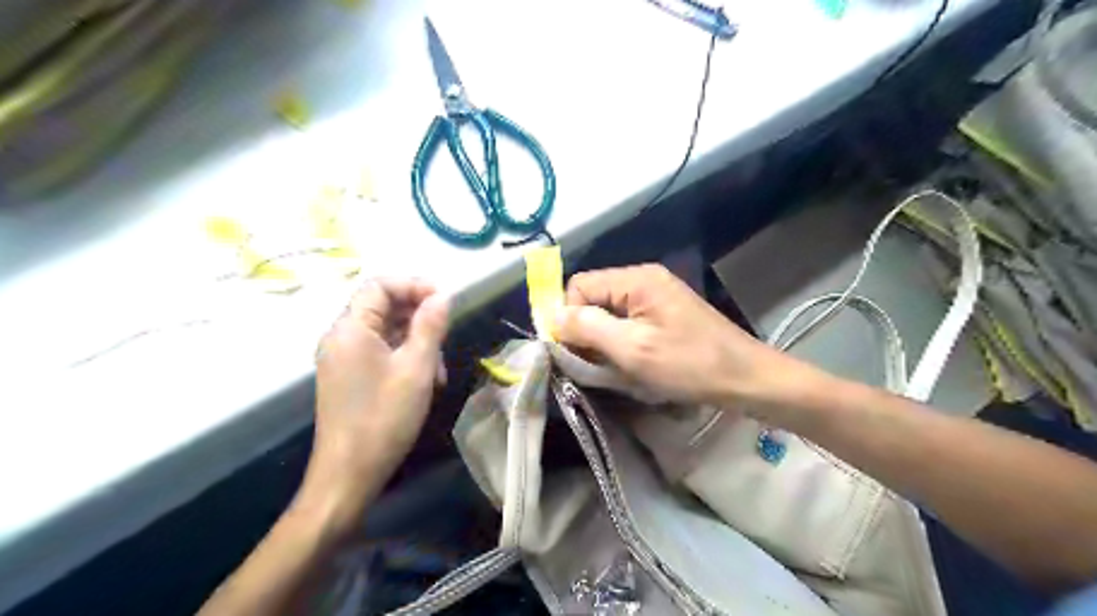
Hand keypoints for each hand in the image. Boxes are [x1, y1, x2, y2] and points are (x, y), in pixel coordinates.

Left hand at [298, 279, 449, 528]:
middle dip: (419, 315)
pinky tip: (424, 379)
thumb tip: (443, 295)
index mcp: (350, 328)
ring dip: (416, 339)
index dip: (415, 285)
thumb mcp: (416, 368)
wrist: (348, 475)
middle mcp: (341, 336)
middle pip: (382, 305)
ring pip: (385, 330)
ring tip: (438, 368)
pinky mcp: (349, 375)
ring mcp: (343, 357)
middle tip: (446, 336)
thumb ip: (430, 326)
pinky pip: (379, 350)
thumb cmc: (384, 418)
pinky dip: (404, 355)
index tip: (446, 301)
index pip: (380, 285)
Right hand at [559, 263, 797, 404]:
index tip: (571, 351)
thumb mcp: (632, 349)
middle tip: (591, 364)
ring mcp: (656, 295)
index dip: (568, 316)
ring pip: (608, 312)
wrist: (745, 378)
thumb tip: (551, 314)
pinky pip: (627, 321)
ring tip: (611, 367)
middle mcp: (644, 279)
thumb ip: (588, 327)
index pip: (580, 285)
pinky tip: (629, 362)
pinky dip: (620, 341)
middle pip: (593, 297)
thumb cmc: (689, 364)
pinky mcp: (664, 312)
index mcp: (636, 280)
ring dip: (602, 339)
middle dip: (585, 330)